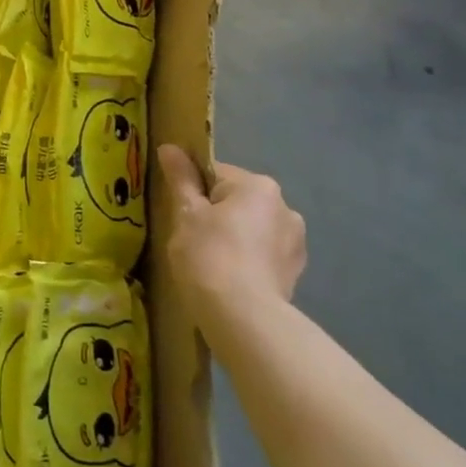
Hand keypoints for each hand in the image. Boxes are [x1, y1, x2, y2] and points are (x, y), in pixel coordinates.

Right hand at [156, 147, 305, 335]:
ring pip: (252, 229)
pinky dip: (247, 261)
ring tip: (211, 265)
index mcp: (258, 186)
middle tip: (191, 240)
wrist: (243, 318)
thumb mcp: (186, 213)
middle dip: (216, 215)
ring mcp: (295, 242)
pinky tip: (230, 279)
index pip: (215, 174)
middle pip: (236, 201)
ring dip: (235, 238)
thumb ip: (180, 178)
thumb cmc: (209, 255)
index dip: (192, 192)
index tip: (180, 215)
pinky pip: (263, 255)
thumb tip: (169, 147)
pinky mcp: (295, 272)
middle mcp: (284, 207)